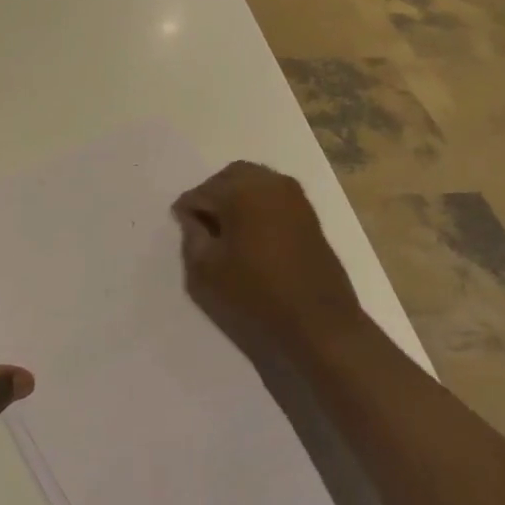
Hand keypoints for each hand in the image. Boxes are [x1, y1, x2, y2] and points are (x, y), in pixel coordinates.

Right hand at [172, 162, 365, 362]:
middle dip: (212, 197)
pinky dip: (257, 206)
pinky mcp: (309, 213)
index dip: (187, 212)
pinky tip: (252, 236)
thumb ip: (191, 236)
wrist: (320, 326)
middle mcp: (269, 182)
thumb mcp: (206, 272)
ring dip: (236, 199)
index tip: (184, 233)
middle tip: (203, 228)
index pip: (200, 192)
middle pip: (228, 178)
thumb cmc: (256, 297)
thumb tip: (193, 217)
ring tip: (228, 233)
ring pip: (253, 182)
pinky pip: (273, 196)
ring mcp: (294, 195)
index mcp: (241, 190)